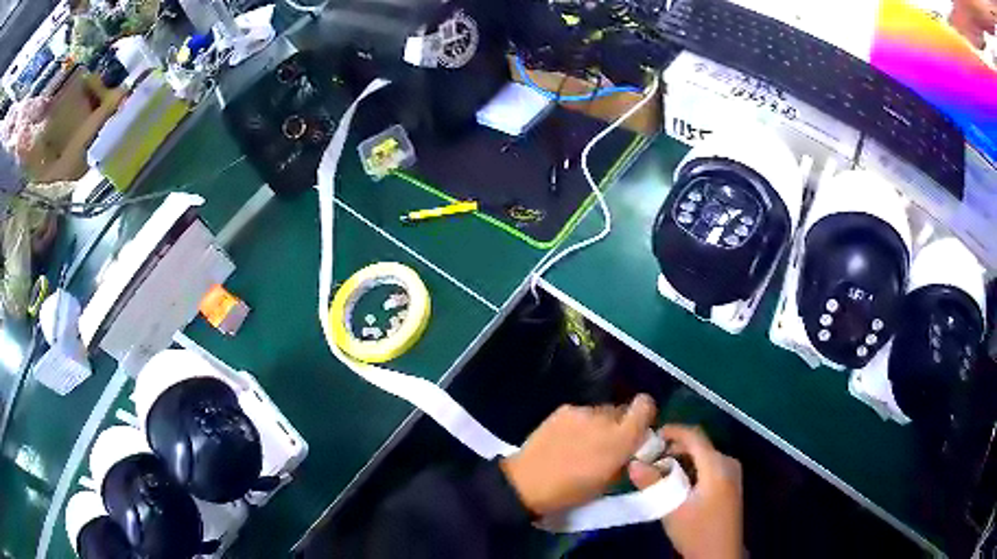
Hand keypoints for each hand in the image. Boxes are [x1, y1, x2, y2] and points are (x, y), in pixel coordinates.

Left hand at [500, 394, 656, 515]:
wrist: (528, 482)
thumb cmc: (572, 491)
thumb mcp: (609, 482)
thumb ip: (625, 459)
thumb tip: (631, 449)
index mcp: (621, 438)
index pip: (645, 406)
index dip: (645, 414)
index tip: (638, 429)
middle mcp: (605, 418)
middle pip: (622, 410)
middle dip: (619, 425)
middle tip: (607, 443)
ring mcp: (582, 411)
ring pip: (601, 412)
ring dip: (599, 424)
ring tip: (582, 443)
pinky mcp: (563, 409)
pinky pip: (581, 413)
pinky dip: (580, 423)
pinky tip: (566, 440)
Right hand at [629, 425, 742, 558]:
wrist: (719, 555)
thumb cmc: (696, 531)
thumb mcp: (671, 509)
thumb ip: (653, 484)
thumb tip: (633, 463)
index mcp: (718, 465)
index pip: (695, 436)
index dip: (672, 431)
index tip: (649, 437)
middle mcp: (728, 463)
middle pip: (699, 445)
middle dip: (673, 449)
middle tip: (649, 461)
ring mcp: (731, 473)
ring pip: (703, 456)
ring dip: (681, 460)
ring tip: (658, 473)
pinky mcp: (729, 484)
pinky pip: (708, 466)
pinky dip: (691, 469)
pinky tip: (676, 484)